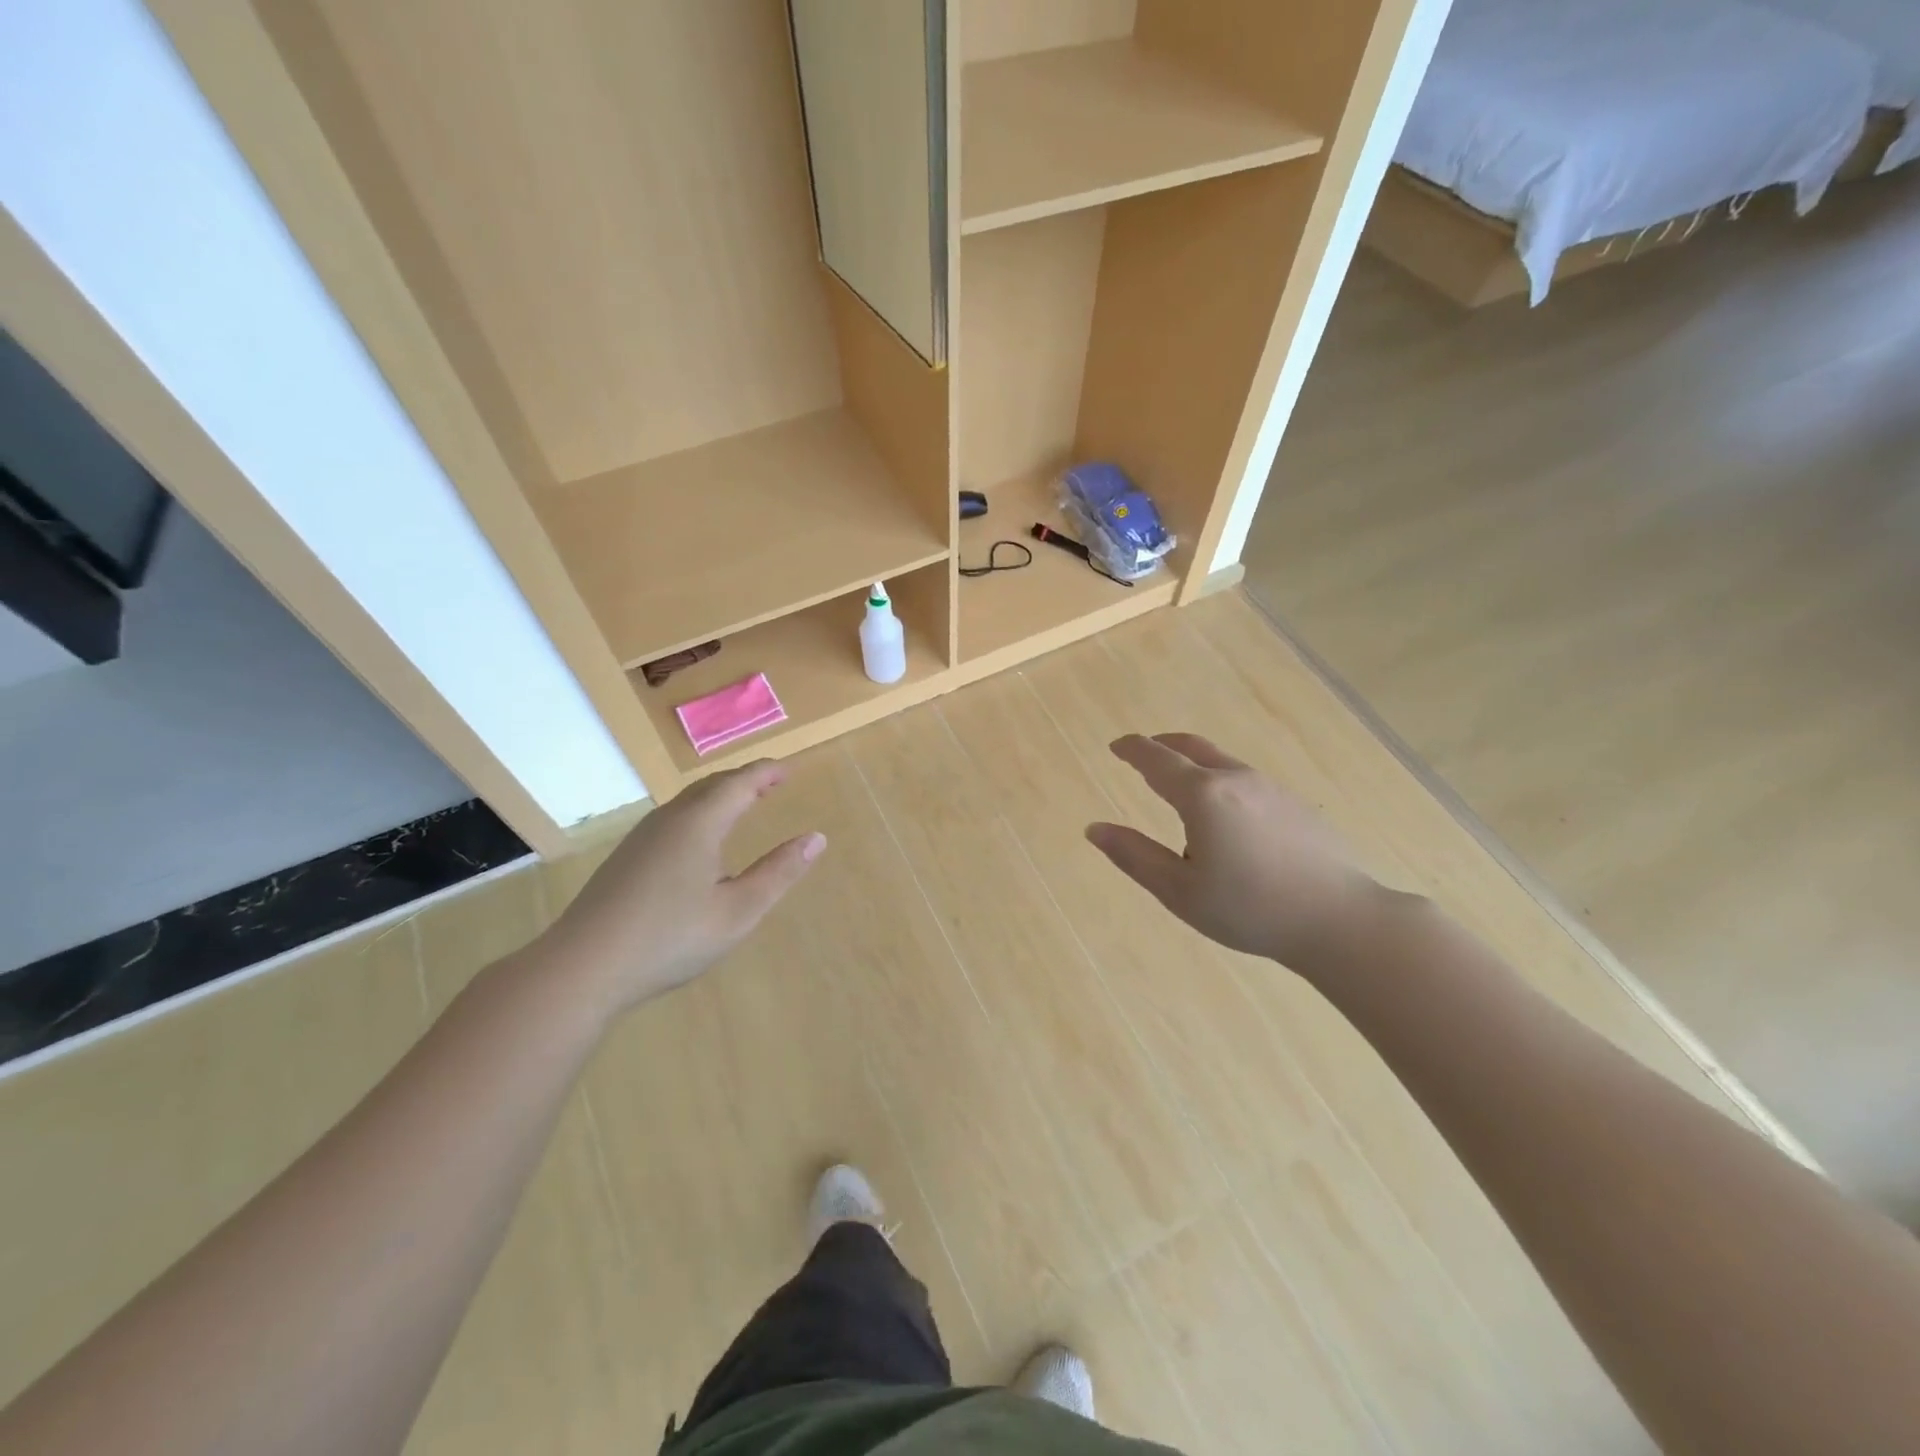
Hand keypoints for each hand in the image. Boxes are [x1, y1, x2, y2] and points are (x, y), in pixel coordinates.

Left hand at [541, 761, 824, 1013]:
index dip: (767, 773)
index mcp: (699, 823)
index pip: (740, 783)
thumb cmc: (669, 938)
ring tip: (742, 804)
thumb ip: (779, 873)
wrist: (581, 967)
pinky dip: (699, 814)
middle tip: (770, 782)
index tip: (789, 769)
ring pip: (688, 802)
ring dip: (720, 795)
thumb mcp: (738, 911)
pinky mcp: (625, 858)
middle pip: (712, 785)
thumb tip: (816, 838)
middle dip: (744, 779)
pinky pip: (672, 819)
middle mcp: (669, 820)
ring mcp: (641, 838)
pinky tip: (700, 841)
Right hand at [1086, 733, 1387, 974]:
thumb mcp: (1179, 891)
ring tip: (1181, 798)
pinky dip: (1221, 784)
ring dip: (1194, 767)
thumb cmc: (1250, 908)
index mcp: (1203, 796)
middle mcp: (1236, 780)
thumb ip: (1134, 856)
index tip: (1116, 746)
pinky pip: (1245, 782)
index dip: (1133, 749)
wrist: (1341, 920)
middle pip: (1192, 748)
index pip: (1157, 760)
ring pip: (1222, 764)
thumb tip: (1094, 829)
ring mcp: (1270, 789)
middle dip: (1163, 746)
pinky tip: (1227, 822)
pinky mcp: (1295, 805)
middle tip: (1143, 755)